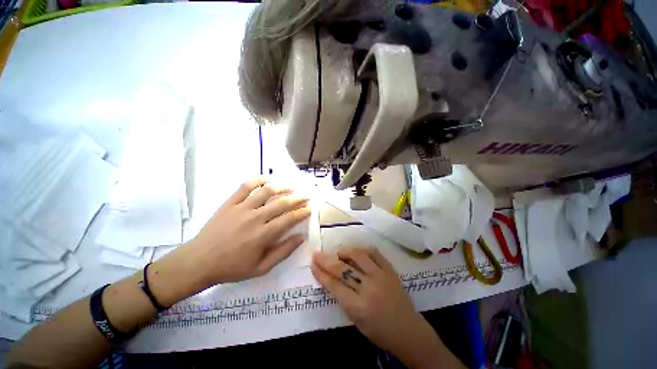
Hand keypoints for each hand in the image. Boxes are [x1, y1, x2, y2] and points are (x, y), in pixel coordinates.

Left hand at [185, 178, 310, 284]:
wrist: (199, 261)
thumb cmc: (232, 267)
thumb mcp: (261, 268)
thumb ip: (283, 252)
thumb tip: (301, 238)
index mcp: (264, 234)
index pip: (289, 219)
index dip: (302, 212)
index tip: (309, 208)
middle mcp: (256, 217)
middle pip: (282, 203)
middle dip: (297, 198)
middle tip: (305, 196)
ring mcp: (242, 208)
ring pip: (266, 191)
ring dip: (281, 187)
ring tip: (290, 187)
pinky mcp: (230, 203)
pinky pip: (245, 187)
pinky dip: (257, 180)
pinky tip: (266, 179)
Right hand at [311, 248, 463, 368]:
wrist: (410, 332)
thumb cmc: (380, 332)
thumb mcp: (356, 321)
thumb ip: (343, 299)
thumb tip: (331, 278)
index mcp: (359, 307)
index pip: (334, 285)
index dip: (321, 273)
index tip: (312, 264)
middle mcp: (369, 289)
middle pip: (343, 269)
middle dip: (327, 260)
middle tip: (317, 254)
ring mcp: (382, 276)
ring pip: (358, 256)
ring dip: (345, 252)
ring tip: (338, 252)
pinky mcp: (391, 270)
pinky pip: (375, 253)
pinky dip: (363, 250)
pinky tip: (357, 252)